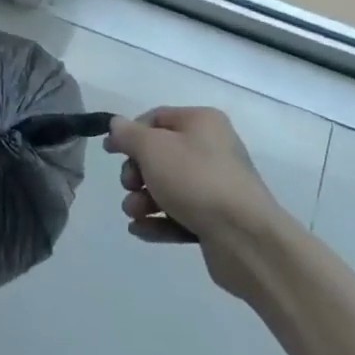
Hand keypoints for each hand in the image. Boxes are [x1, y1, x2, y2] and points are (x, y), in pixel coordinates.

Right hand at [107, 107, 285, 294]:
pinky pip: (179, 215)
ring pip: (168, 187)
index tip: (109, 151)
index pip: (157, 118)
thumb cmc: (196, 180)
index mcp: (202, 123)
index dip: (130, 132)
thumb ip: (129, 134)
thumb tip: (117, 126)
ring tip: (135, 212)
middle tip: (130, 186)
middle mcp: (212, 149)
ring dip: (143, 200)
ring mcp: (215, 187)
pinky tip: (140, 230)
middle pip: (160, 155)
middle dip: (137, 173)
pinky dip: (158, 221)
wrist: (244, 237)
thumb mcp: (153, 148)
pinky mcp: (215, 220)